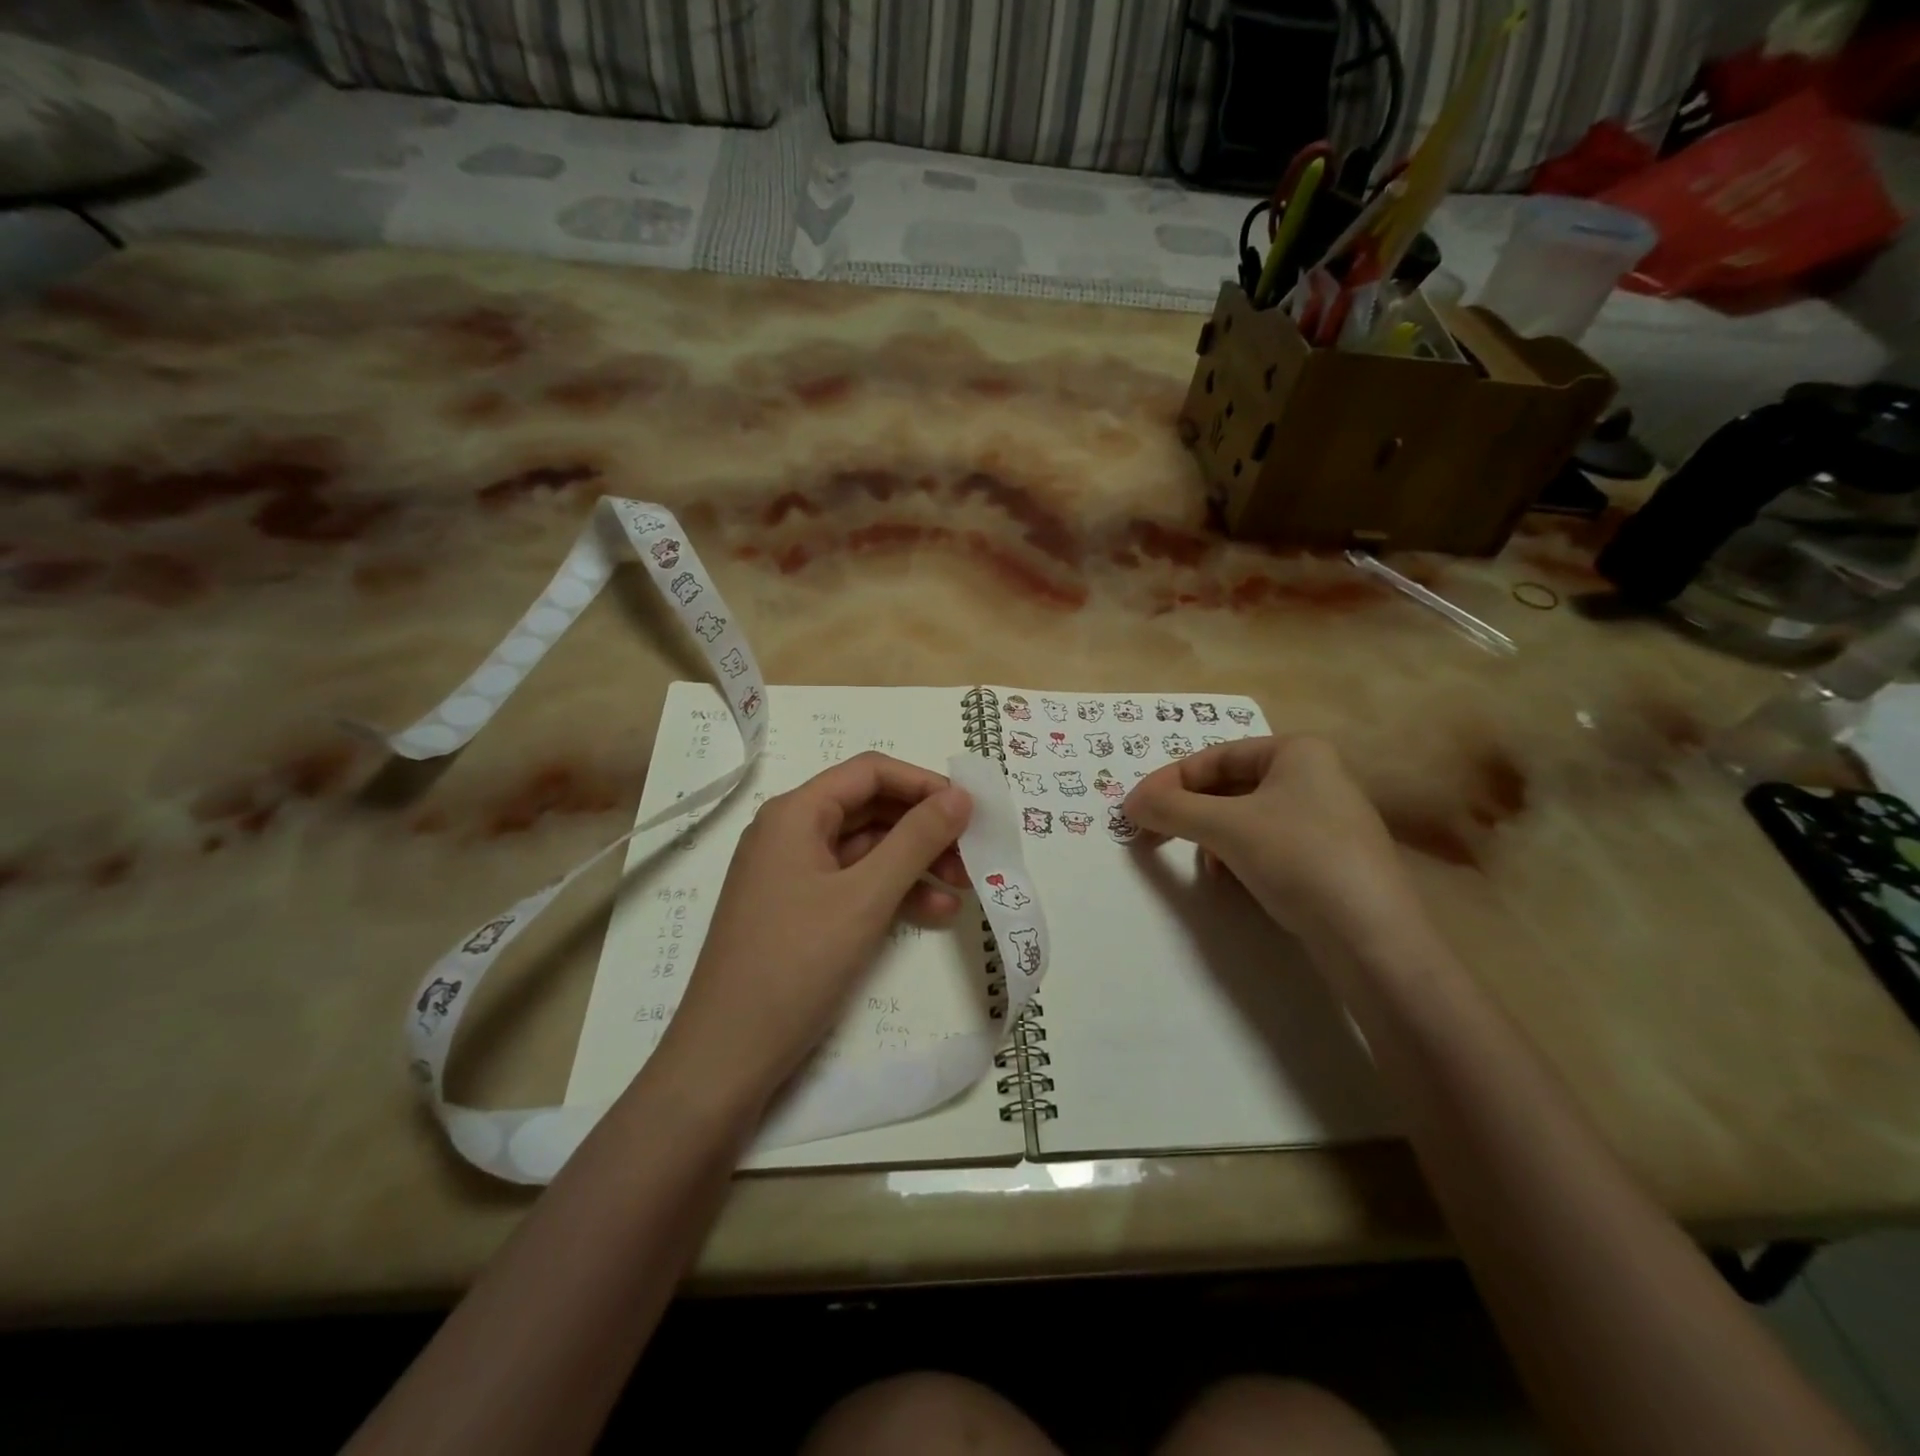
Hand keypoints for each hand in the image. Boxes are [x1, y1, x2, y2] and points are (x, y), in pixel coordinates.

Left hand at [659, 753, 972, 1108]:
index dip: (924, 784)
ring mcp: (793, 874)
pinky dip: (893, 893)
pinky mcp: (799, 910)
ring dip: (916, 864)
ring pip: (867, 850)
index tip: (970, 810)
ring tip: (963, 889)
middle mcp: (791, 833)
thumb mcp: (865, 897)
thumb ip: (916, 841)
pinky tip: (934, 914)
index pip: (870, 772)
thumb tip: (961, 795)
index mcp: (796, 813)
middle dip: (925, 829)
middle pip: (871, 810)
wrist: (727, 1057)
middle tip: (972, 855)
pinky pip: (855, 885)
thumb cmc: (795, 963)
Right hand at [1123, 736, 1423, 958]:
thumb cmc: (1298, 859)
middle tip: (1152, 834)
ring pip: (1246, 816)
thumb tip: (1130, 803)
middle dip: (1189, 810)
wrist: (1372, 938)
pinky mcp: (1329, 858)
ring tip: (1200, 861)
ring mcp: (1326, 819)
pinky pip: (1268, 843)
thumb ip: (1171, 808)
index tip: (1135, 809)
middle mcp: (1315, 776)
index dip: (1169, 781)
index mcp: (1297, 752)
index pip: (1214, 757)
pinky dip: (1239, 854)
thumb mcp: (1226, 827)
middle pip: (1229, 786)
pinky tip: (1230, 879)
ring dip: (1211, 835)